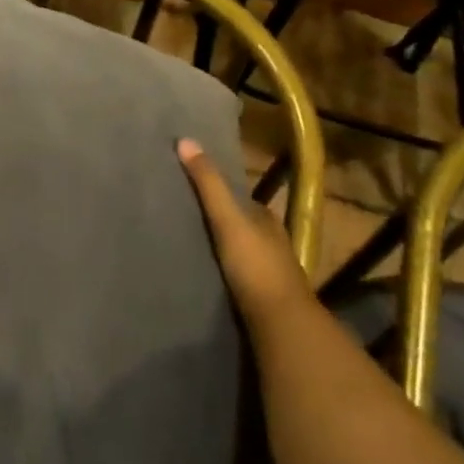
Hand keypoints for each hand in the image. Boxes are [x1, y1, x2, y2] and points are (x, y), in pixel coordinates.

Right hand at [177, 138, 311, 317]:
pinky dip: (221, 272)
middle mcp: (271, 244)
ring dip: (220, 249)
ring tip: (186, 245)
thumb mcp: (228, 219)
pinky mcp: (260, 299)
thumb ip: (208, 184)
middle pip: (241, 226)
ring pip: (240, 253)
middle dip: (219, 222)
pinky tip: (202, 274)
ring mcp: (268, 273)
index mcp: (267, 221)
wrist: (280, 323)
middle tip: (183, 217)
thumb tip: (185, 140)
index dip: (221, 194)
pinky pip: (236, 277)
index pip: (243, 200)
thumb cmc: (256, 265)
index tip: (192, 189)